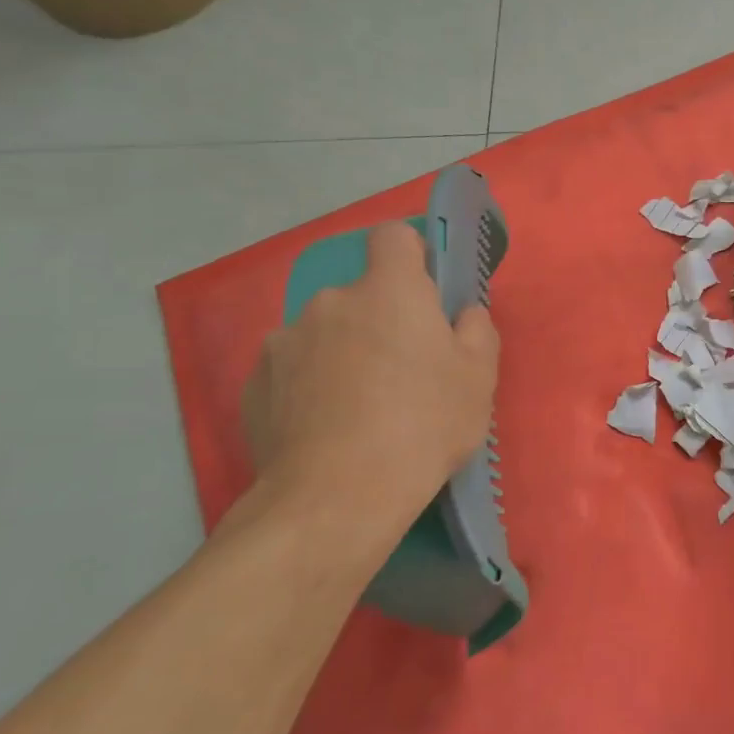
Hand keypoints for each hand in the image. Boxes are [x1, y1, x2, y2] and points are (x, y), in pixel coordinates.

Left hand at [242, 222, 499, 548]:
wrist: (337, 496)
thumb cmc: (424, 424)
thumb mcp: (479, 378)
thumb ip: (477, 331)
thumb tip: (462, 314)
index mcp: (388, 291)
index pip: (394, 237)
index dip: (412, 255)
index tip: (425, 292)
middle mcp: (330, 302)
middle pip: (361, 296)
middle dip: (380, 321)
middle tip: (403, 372)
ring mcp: (284, 342)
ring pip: (325, 334)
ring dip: (343, 354)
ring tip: (360, 409)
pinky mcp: (254, 384)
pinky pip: (293, 370)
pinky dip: (310, 387)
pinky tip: (327, 429)